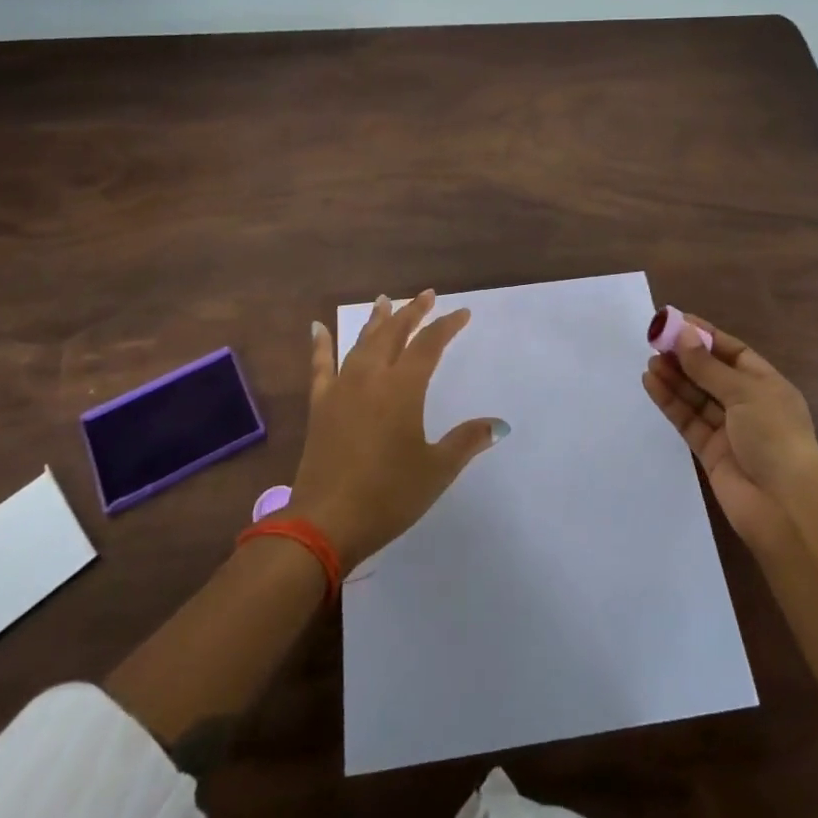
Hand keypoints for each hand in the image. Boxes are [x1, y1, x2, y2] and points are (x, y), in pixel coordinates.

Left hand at [288, 291, 504, 571]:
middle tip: (427, 295)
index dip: (447, 326)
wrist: (325, 522)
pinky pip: (320, 366)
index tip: (462, 313)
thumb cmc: (388, 495)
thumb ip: (466, 441)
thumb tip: (499, 424)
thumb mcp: (436, 470)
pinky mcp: (320, 405)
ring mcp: (342, 388)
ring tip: (385, 300)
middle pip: (394, 333)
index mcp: (403, 388)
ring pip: (362, 343)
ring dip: (377, 321)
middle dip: (413, 312)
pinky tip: (317, 327)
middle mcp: (372, 377)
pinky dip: (320, 344)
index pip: (429, 345)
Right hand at [643, 313, 817, 549]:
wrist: (785, 508)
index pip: (733, 352)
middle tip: (655, 341)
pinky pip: (687, 419)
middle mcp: (748, 405)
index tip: (677, 321)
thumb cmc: (775, 437)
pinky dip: (670, 401)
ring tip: (650, 361)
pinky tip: (651, 383)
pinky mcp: (710, 451)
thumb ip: (707, 367)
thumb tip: (682, 335)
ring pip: (696, 396)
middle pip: (711, 373)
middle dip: (686, 357)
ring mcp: (728, 429)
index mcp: (768, 385)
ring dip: (674, 377)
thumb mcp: (744, 393)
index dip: (706, 336)